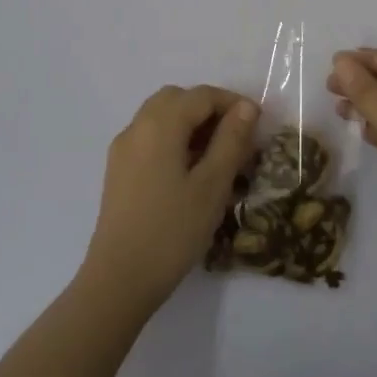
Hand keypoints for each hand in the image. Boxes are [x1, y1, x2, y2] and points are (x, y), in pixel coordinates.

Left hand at [81, 85, 258, 312]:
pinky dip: (174, 140)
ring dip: (191, 124)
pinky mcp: (118, 171)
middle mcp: (136, 128)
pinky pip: (150, 138)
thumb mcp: (212, 185)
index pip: (201, 95)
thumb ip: (231, 140)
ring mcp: (123, 150)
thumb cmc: (172, 231)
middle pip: (177, 99)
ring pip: (161, 117)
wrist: (119, 280)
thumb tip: (245, 107)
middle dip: (209, 110)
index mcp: (159, 125)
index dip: (232, 103)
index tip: (258, 125)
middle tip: (236, 137)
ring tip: (218, 156)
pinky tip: (191, 173)